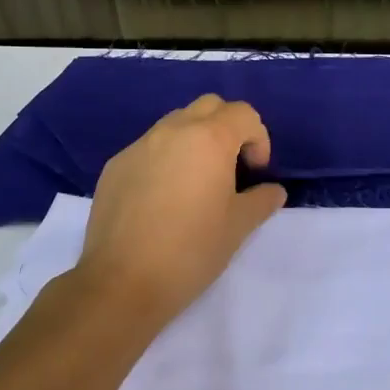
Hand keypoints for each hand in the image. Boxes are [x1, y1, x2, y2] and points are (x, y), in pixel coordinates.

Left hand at [74, 94, 287, 328]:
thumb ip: (262, 200)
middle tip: (231, 166)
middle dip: (227, 127)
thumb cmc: (191, 251)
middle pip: (209, 106)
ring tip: (196, 180)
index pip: (243, 114)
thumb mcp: (238, 227)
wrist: (121, 283)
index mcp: (209, 139)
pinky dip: (166, 157)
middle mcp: (173, 130)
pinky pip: (149, 146)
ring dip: (195, 138)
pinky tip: (163, 197)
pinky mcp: (116, 165)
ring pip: (176, 122)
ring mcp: (140, 145)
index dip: (258, 138)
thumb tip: (273, 190)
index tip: (255, 172)